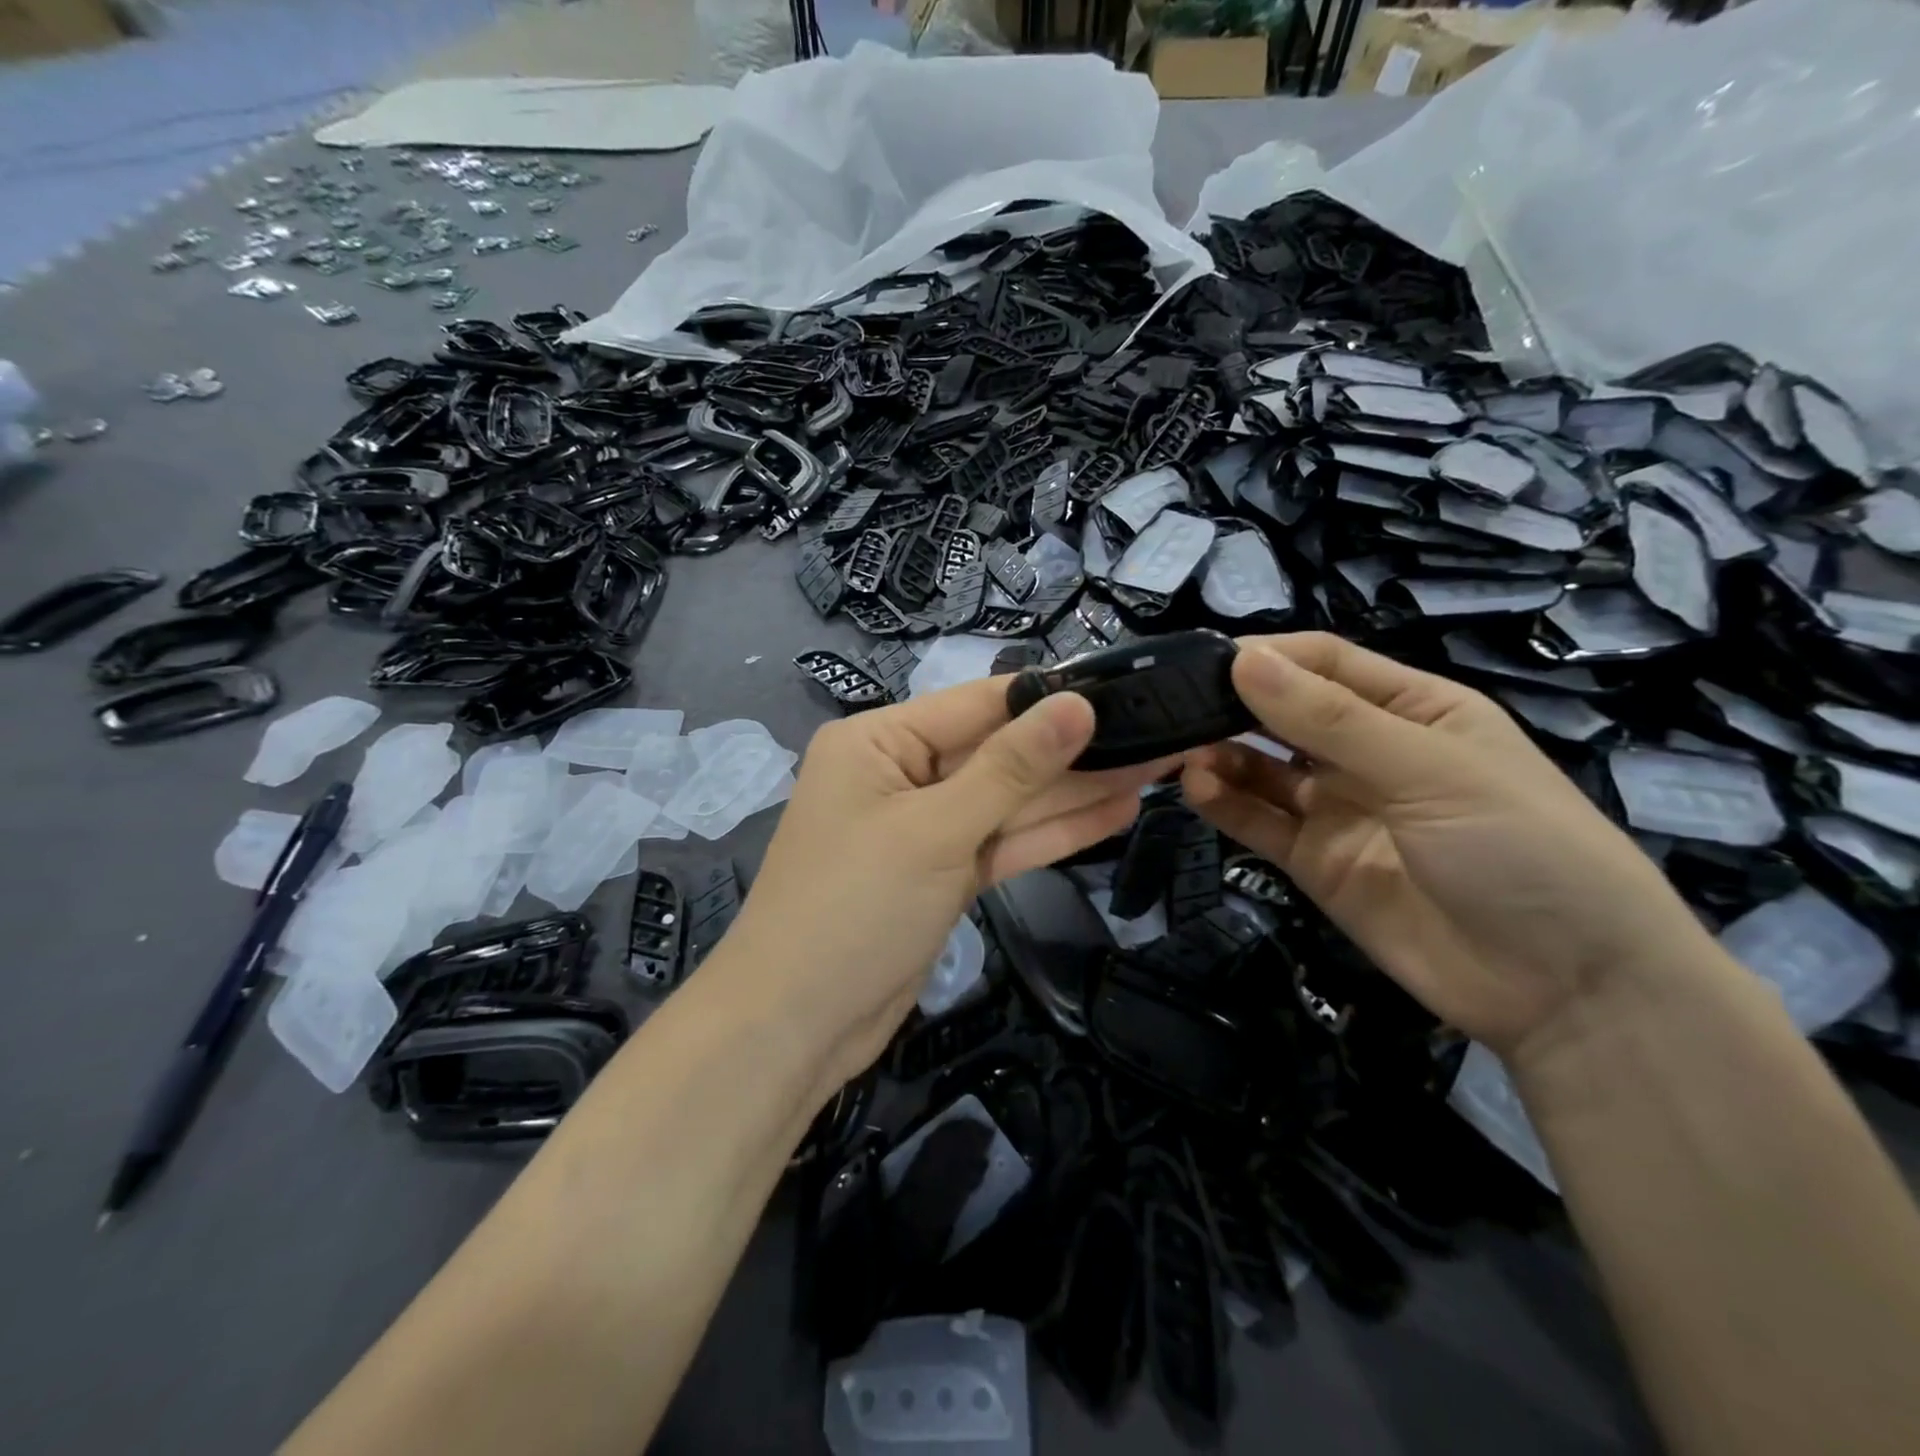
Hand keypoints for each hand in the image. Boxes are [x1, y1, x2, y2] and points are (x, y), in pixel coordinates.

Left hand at [721, 678, 1173, 1093]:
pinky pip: (1001, 843)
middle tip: (1160, 734)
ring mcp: (924, 828)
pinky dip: (1052, 834)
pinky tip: (1115, 813)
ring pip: (1008, 802)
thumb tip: (1076, 703)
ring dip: (1075, 791)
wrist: (796, 1027)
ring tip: (1157, 768)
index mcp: (880, 741)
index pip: (978, 704)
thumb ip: (1012, 768)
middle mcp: (901, 774)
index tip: (1125, 689)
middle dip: (1074, 750)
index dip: (1050, 698)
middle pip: (999, 754)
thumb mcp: (936, 829)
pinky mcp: (942, 875)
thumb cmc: (855, 907)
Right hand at [1183, 633, 1717, 1061]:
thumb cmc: (1520, 848)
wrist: (1566, 989)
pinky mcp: (1316, 862)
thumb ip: (1330, 720)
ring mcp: (1339, 809)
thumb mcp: (1429, 769)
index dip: (1268, 656)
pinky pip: (1260, 822)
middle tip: (1174, 705)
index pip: (1325, 663)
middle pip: (1285, 713)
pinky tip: (1197, 788)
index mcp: (1413, 709)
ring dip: (1222, 754)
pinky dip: (1225, 803)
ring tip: (1182, 751)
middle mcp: (1369, 752)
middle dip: (1234, 705)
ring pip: (1263, 768)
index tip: (1206, 659)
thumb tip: (1245, 659)